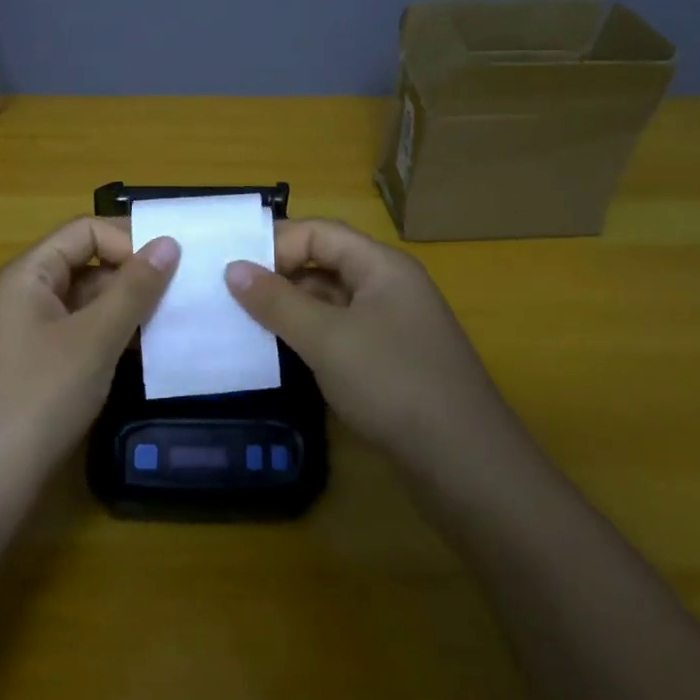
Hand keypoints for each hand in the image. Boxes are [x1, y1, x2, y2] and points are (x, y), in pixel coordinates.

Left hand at [0, 218, 178, 485]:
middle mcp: (26, 293)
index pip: (84, 231)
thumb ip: (133, 288)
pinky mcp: (40, 362)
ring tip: (173, 320)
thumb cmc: (41, 395)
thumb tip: (169, 242)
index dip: (127, 240)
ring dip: (127, 306)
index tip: (169, 265)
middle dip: (132, 274)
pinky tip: (147, 350)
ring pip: (88, 300)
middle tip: (181, 292)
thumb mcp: (95, 338)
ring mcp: (31, 330)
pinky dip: (113, 334)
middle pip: (86, 262)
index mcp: (28, 273)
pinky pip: (83, 330)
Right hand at [224, 218, 508, 469]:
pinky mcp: (392, 363)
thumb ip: (277, 301)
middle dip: (279, 276)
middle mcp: (390, 287)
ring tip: (246, 326)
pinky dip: (311, 338)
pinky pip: (342, 335)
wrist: (468, 466)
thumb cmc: (393, 384)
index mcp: (382, 266)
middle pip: (326, 263)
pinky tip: (284, 356)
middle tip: (230, 297)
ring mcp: (394, 327)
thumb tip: (233, 268)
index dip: (276, 244)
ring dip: (292, 310)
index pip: (320, 233)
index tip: (233, 270)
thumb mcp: (326, 338)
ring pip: (332, 303)